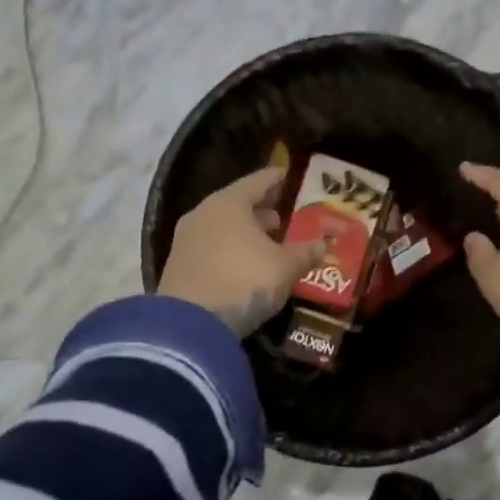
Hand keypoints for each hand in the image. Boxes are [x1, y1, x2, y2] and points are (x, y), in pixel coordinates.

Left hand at [158, 168, 330, 335]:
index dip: (274, 179)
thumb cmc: (244, 281)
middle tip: (280, 217)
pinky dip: (228, 249)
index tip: (286, 174)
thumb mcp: (284, 268)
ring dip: (243, 232)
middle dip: (259, 210)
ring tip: (265, 243)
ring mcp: (186, 240)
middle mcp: (203, 214)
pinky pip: (209, 247)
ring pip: (220, 227)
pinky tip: (242, 264)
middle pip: (235, 204)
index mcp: (229, 204)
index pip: (256, 182)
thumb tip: (322, 244)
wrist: (190, 324)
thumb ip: (305, 253)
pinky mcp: (177, 265)